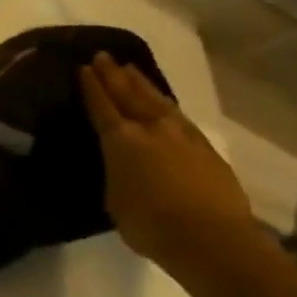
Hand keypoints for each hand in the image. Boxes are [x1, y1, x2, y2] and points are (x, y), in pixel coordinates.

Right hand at [78, 53, 263, 276]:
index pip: (100, 105)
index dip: (90, 86)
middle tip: (103, 56)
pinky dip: (165, 102)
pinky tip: (163, 102)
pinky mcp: (206, 147)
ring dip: (141, 83)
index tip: (83, 68)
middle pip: (128, 93)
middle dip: (113, 74)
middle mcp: (150, 127)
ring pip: (156, 99)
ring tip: (130, 68)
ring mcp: (181, 135)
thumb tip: (119, 164)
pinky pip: (178, 115)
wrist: (213, 240)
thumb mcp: (114, 200)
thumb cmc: (152, 225)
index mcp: (120, 139)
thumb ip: (115, 173)